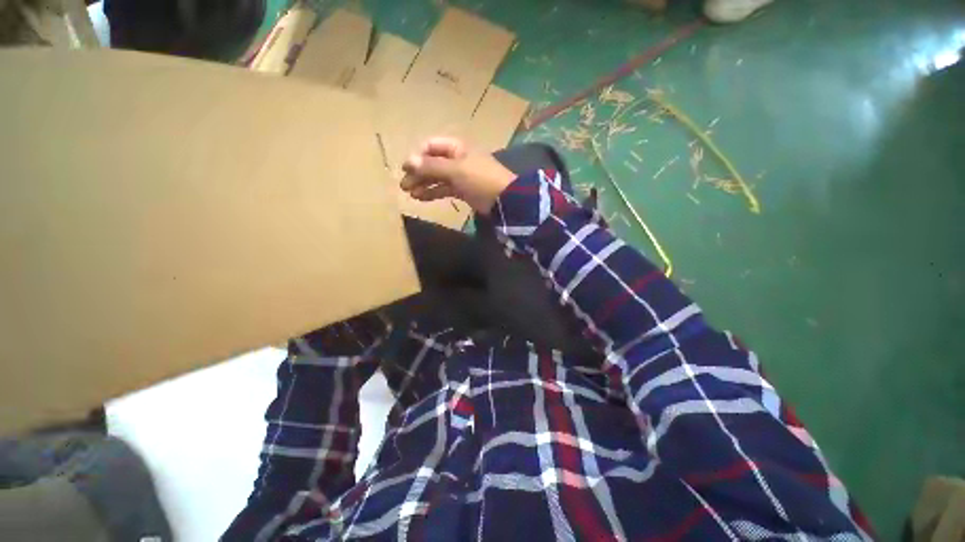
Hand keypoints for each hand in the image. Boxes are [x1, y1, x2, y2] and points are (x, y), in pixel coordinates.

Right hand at [400, 137, 515, 214]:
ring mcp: (460, 176)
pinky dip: (433, 192)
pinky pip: (444, 189)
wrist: (503, 199)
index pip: (431, 146)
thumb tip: (408, 161)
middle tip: (403, 185)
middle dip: (418, 172)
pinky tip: (421, 198)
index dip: (417, 155)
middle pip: (432, 163)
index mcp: (456, 148)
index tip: (405, 168)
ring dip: (423, 184)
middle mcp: (457, 159)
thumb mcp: (455, 170)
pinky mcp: (463, 190)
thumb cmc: (480, 178)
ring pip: (437, 177)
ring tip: (410, 193)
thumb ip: (431, 166)